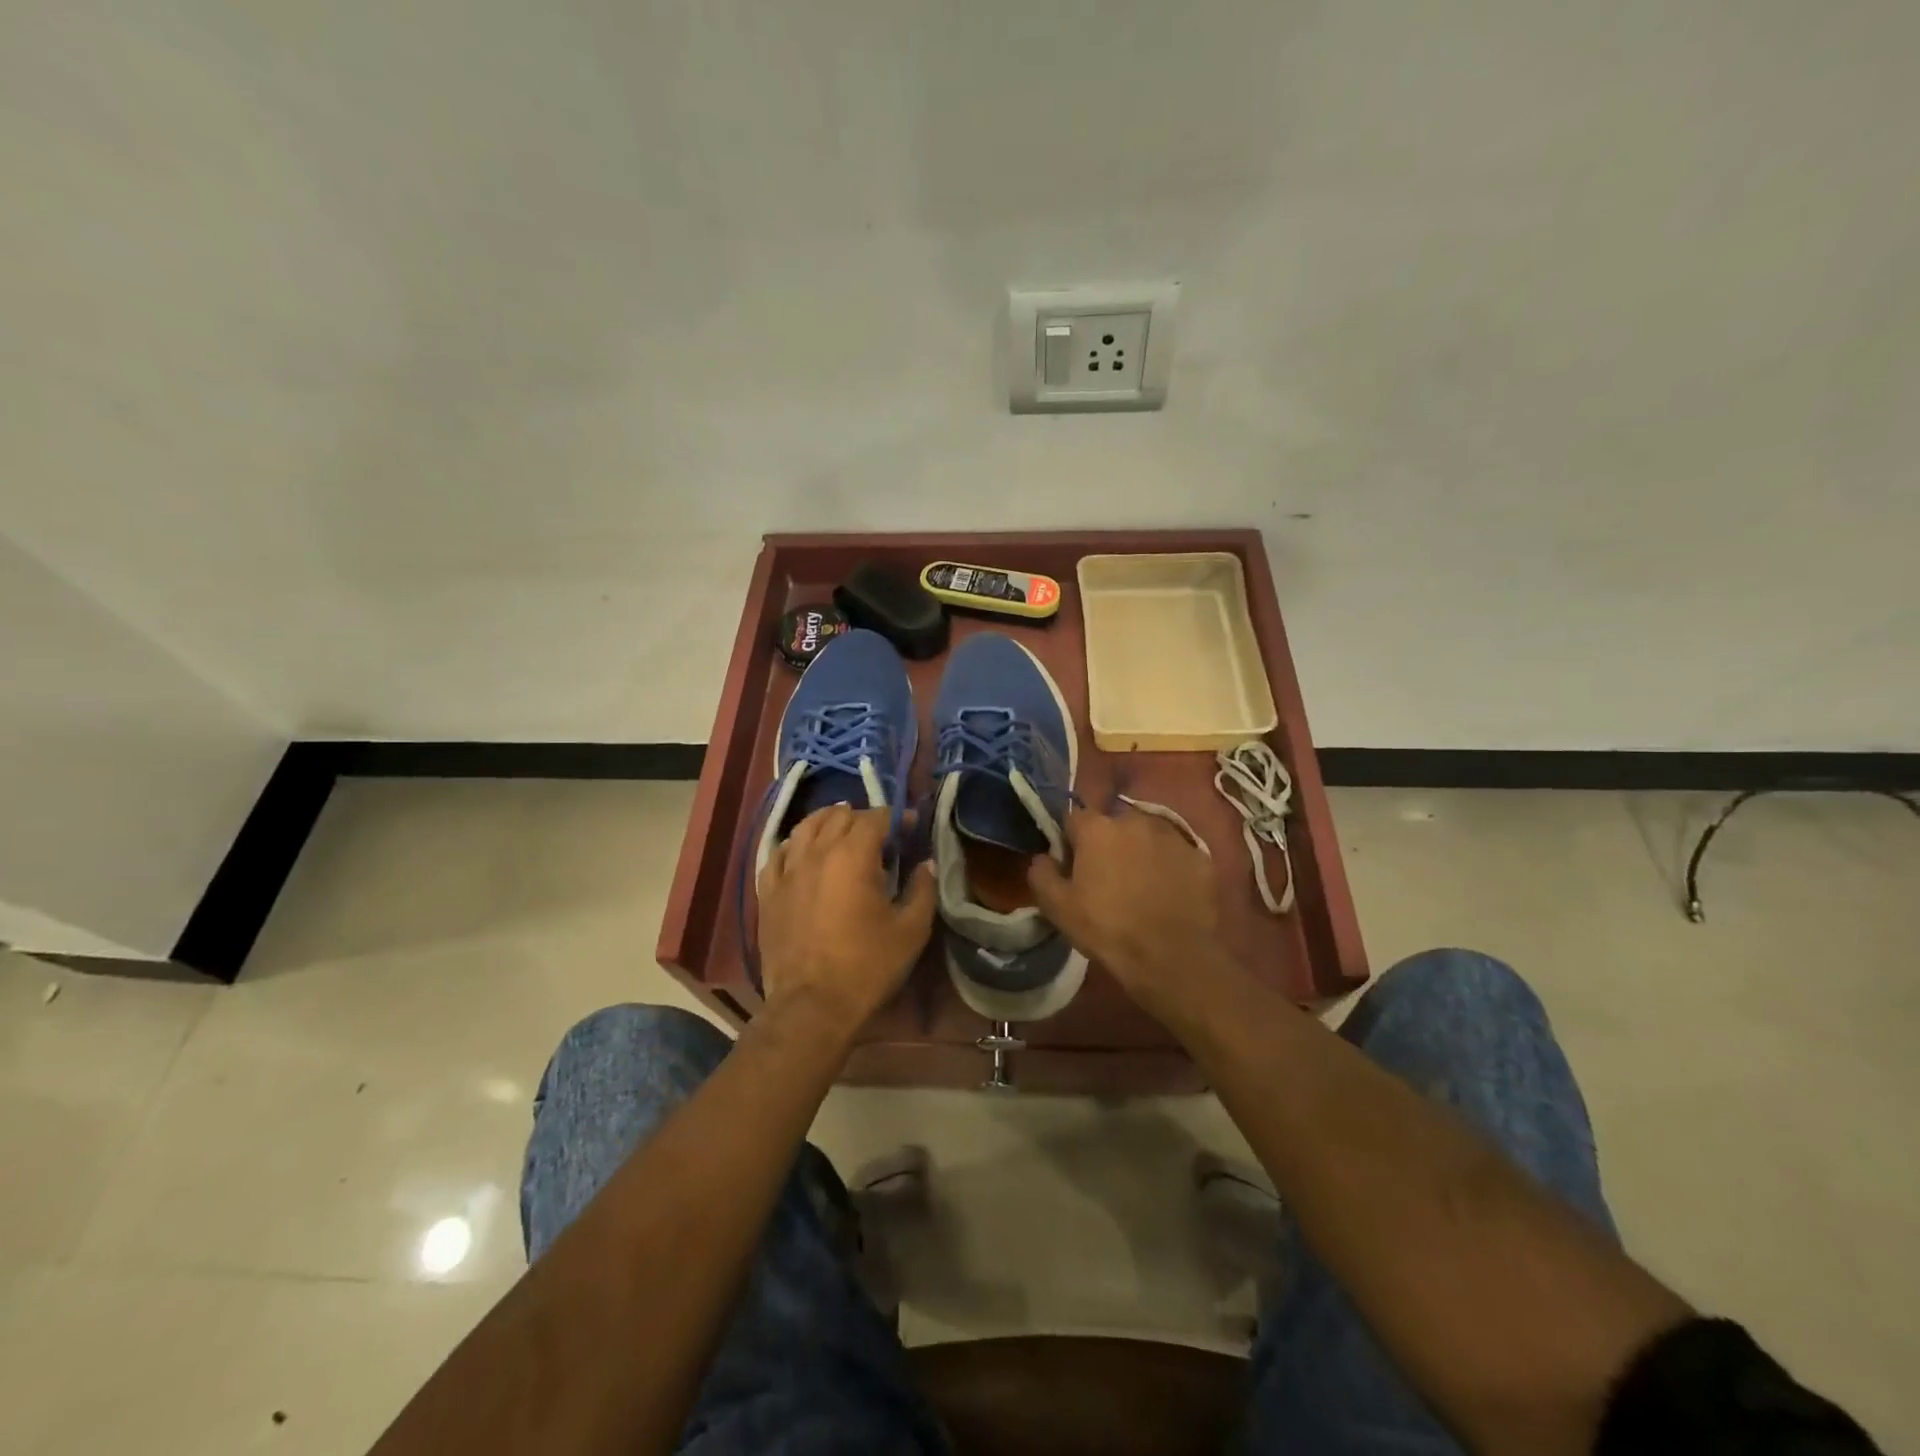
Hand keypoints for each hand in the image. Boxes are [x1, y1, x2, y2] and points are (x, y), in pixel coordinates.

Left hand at [757, 805, 935, 1032]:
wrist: (811, 1006)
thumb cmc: (867, 967)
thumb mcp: (911, 930)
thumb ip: (922, 890)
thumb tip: (926, 864)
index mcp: (854, 856)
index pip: (875, 818)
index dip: (896, 817)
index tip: (910, 827)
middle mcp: (817, 853)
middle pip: (839, 816)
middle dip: (862, 818)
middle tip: (880, 835)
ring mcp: (787, 871)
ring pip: (805, 827)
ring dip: (827, 823)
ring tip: (841, 833)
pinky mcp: (768, 892)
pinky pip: (778, 853)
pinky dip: (795, 845)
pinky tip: (804, 853)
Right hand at [1027, 805, 1225, 1019]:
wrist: (1172, 957)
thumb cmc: (1108, 929)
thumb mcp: (1058, 908)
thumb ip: (1042, 874)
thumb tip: (1042, 858)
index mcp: (1098, 828)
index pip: (1074, 819)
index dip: (1071, 841)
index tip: (1072, 866)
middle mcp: (1135, 820)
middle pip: (1114, 825)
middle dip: (1108, 845)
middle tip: (1108, 879)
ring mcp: (1173, 836)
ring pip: (1148, 837)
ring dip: (1141, 853)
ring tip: (1142, 888)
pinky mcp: (1201, 857)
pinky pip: (1177, 856)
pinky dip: (1171, 869)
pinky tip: (1169, 895)